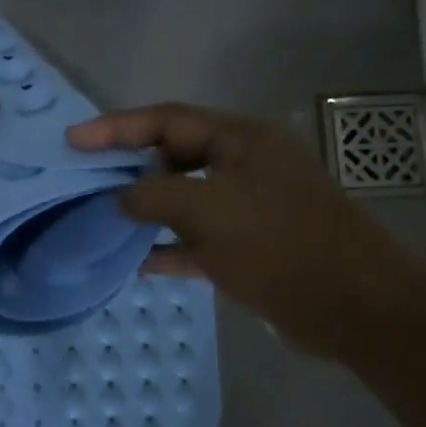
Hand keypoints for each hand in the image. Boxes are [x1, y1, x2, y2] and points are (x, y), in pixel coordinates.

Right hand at [68, 102, 416, 357]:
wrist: (352, 306)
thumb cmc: (279, 244)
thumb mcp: (208, 210)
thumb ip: (154, 196)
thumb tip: (121, 198)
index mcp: (239, 140)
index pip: (166, 120)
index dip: (116, 127)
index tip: (73, 140)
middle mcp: (242, 167)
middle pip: (172, 156)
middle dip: (128, 166)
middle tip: (83, 179)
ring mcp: (245, 209)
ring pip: (182, 200)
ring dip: (144, 208)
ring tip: (99, 217)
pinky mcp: (247, 248)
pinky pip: (194, 240)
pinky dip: (166, 247)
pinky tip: (133, 261)